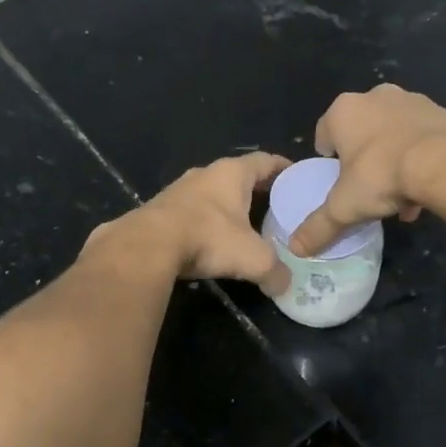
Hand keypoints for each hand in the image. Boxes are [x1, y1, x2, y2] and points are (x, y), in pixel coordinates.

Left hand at [86, 153, 292, 294]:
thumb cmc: (208, 238)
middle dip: (258, 190)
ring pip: (213, 193)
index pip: (266, 161)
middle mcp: (205, 173)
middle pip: (239, 176)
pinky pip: (192, 211)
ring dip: (228, 207)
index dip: (284, 168)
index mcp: (232, 173)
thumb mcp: (253, 258)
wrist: (147, 246)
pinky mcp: (160, 209)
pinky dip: (206, 222)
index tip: (298, 178)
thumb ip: (276, 271)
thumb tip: (285, 286)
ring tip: (246, 226)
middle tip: (277, 208)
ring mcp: (179, 189)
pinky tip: (210, 241)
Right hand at [288, 85, 445, 256]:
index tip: (339, 182)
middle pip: (361, 132)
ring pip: (393, 134)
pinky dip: (420, 157)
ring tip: (402, 198)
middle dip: (364, 160)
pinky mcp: (441, 111)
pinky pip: (422, 137)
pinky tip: (426, 189)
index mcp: (344, 110)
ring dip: (394, 160)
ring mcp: (411, 100)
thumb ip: (318, 227)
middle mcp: (375, 96)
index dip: (329, 160)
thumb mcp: (344, 207)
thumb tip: (296, 248)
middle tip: (370, 189)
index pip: (324, 133)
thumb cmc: (382, 175)